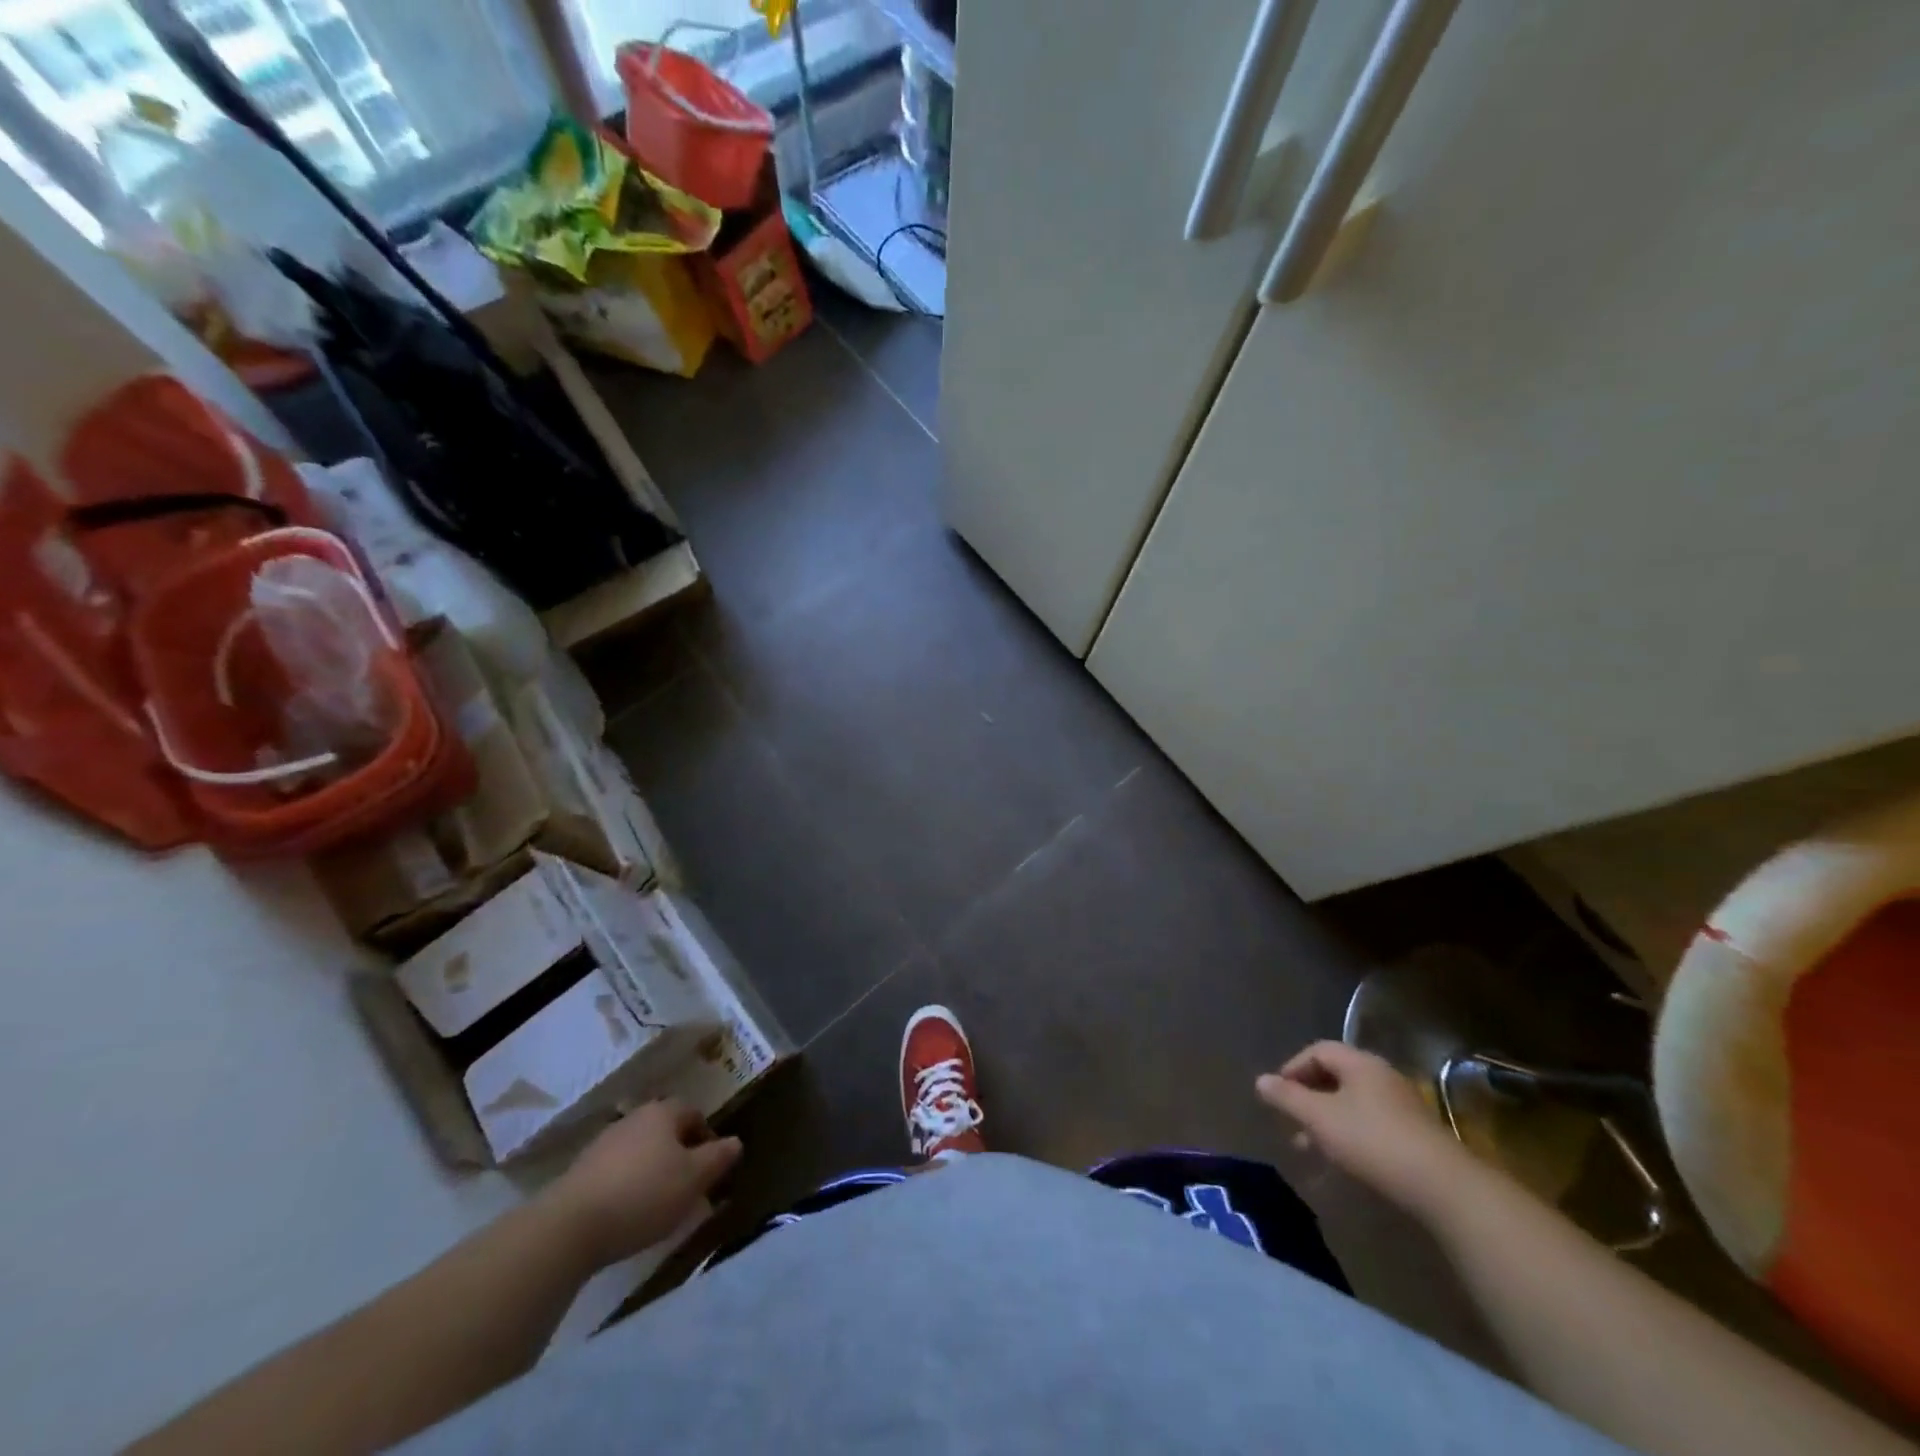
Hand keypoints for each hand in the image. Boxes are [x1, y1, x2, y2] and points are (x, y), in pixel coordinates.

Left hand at [542, 1101, 742, 1266]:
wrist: (568, 1227)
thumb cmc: (643, 1194)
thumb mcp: (693, 1179)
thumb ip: (719, 1157)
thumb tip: (735, 1142)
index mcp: (663, 1112)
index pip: (694, 1114)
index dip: (708, 1139)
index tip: (712, 1169)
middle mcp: (633, 1119)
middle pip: (666, 1131)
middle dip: (681, 1156)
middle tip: (689, 1188)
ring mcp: (603, 1144)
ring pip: (641, 1152)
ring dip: (653, 1171)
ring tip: (659, 1206)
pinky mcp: (580, 1172)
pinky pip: (616, 1173)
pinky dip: (628, 1187)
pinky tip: (628, 1214)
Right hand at [1256, 1041, 1478, 1216]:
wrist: (1444, 1188)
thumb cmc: (1372, 1141)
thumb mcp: (1319, 1118)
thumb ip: (1287, 1097)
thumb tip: (1260, 1080)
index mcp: (1359, 1063)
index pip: (1317, 1051)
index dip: (1293, 1068)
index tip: (1278, 1094)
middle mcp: (1382, 1076)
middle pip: (1336, 1076)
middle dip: (1308, 1098)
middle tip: (1290, 1122)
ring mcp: (1403, 1106)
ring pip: (1353, 1104)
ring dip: (1327, 1120)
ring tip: (1311, 1148)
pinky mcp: (1416, 1135)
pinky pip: (1371, 1124)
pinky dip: (1350, 1135)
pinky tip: (1344, 1162)